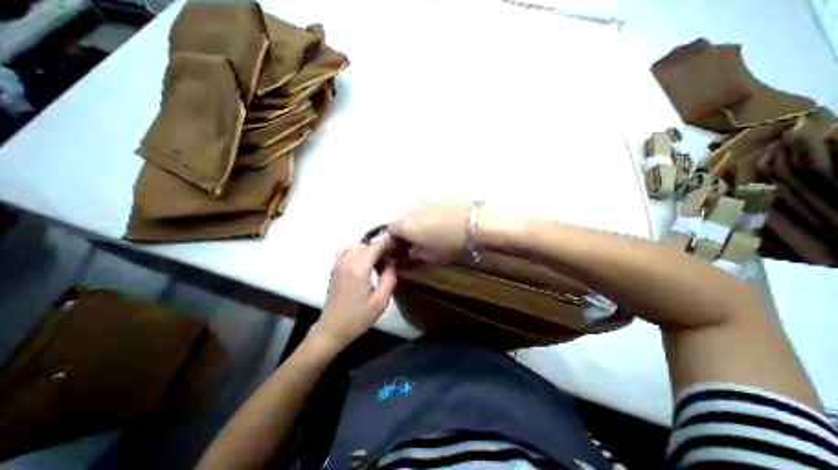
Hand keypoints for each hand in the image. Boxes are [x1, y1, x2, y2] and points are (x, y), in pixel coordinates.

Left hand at [310, 243, 397, 351]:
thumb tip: (392, 262)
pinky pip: (347, 251)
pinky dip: (357, 251)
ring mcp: (339, 263)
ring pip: (359, 247)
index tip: (401, 246)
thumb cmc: (358, 317)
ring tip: (380, 262)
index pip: (377, 247)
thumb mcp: (381, 301)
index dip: (390, 243)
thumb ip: (389, 278)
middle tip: (393, 258)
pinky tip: (364, 261)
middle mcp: (348, 261)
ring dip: (371, 250)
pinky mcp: (335, 268)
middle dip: (382, 248)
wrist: (333, 329)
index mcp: (359, 268)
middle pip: (368, 245)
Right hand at [387, 201, 469, 261]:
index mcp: (405, 225)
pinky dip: (432, 214)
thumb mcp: (430, 256)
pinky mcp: (440, 196)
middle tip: (419, 238)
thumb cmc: (448, 243)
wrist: (474, 222)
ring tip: (434, 229)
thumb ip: (415, 253)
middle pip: (403, 218)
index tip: (403, 245)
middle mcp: (411, 209)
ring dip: (420, 220)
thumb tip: (411, 249)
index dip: (394, 237)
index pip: (389, 228)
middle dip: (408, 228)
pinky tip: (444, 220)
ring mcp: (426, 200)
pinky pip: (430, 206)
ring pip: (416, 211)